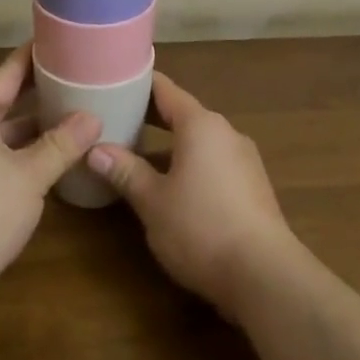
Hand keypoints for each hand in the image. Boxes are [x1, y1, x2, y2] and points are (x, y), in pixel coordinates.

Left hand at [0, 44, 100, 325]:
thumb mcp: (29, 175)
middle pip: (1, 102)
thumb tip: (91, 117)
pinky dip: (15, 160)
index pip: (7, 72)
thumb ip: (61, 144)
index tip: (60, 41)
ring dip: (28, 133)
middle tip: (74, 81)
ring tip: (68, 123)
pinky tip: (44, 168)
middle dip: (36, 95)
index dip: (34, 57)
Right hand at [87, 72, 296, 322]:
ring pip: (200, 140)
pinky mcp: (254, 187)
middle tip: (118, 121)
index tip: (114, 83)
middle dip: (151, 118)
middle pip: (183, 113)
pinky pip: (215, 162)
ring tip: (140, 156)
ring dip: (172, 145)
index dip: (138, 84)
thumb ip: (125, 171)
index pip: (165, 89)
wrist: (265, 276)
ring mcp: (244, 159)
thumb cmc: (201, 227)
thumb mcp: (152, 201)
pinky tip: (175, 187)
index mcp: (200, 124)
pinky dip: (192, 164)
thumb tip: (94, 149)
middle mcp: (225, 132)